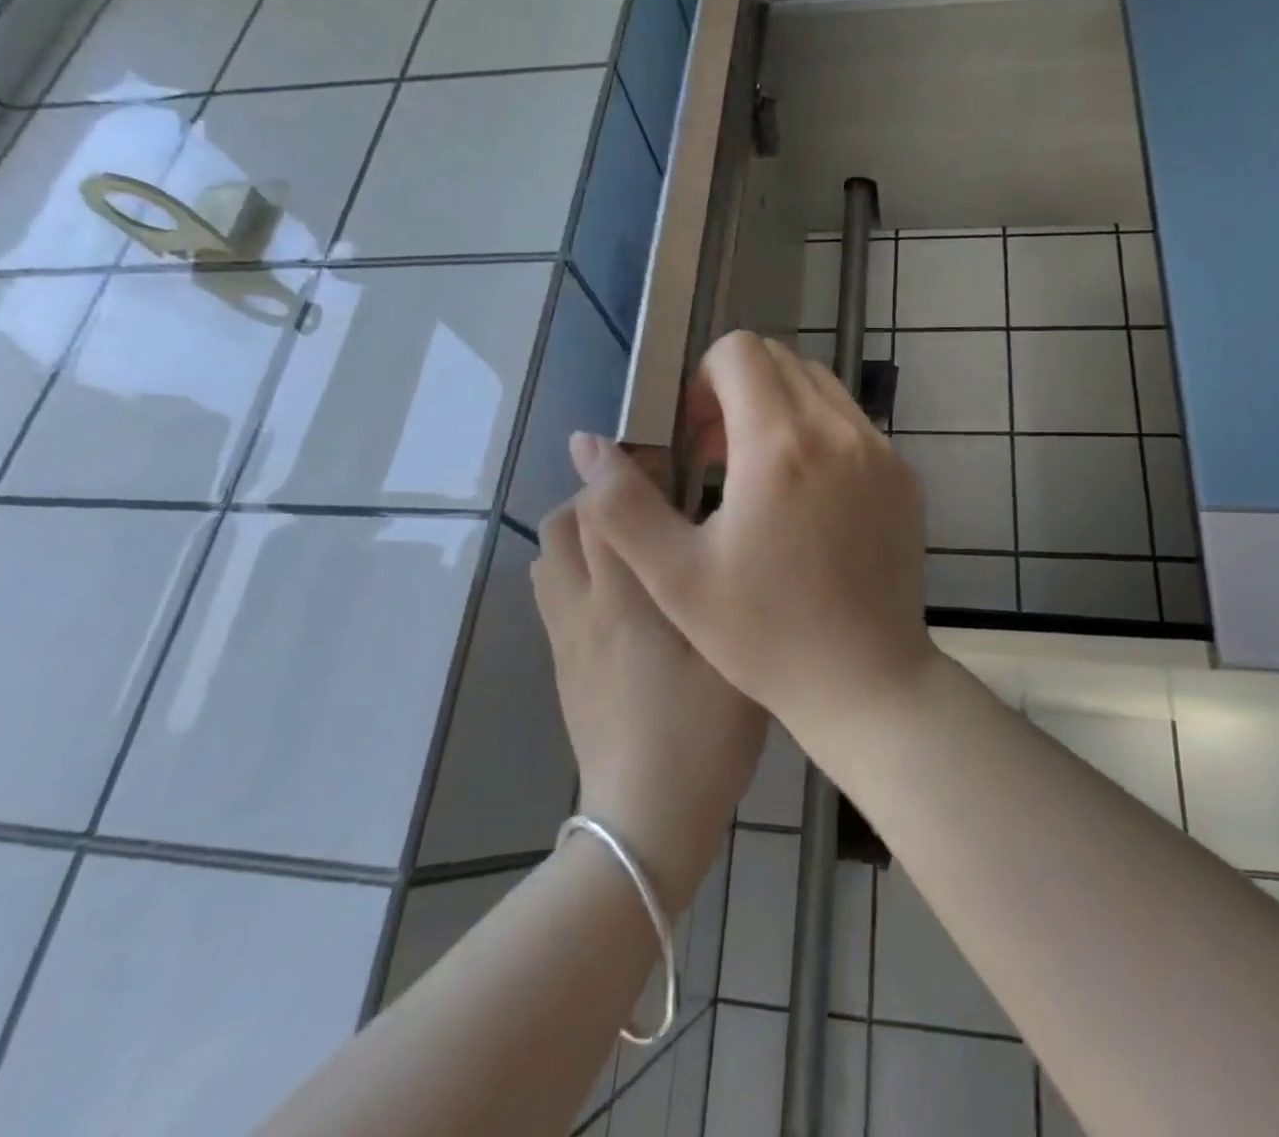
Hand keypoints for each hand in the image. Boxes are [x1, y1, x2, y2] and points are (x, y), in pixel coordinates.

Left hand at [531, 473, 765, 909]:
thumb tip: (712, 533)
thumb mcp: (731, 653)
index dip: (624, 470)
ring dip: (579, 531)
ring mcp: (564, 638)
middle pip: (562, 522)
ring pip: (547, 556)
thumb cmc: (703, 734)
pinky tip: (619, 591)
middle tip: (652, 502)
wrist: (645, 820)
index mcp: (626, 597)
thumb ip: (717, 586)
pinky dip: (573, 569)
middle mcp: (583, 606)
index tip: (661, 458)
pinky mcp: (560, 666)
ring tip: (632, 540)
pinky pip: (551, 593)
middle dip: (598, 496)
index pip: (601, 506)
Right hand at [568, 332, 937, 737]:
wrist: (867, 681)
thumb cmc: (764, 634)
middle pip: (781, 361)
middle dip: (739, 391)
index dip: (704, 380)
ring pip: (821, 387)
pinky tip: (807, 499)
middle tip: (719, 457)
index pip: (740, 351)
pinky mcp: (905, 477)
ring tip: (760, 476)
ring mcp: (881, 451)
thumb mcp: (675, 575)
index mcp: (779, 444)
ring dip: (780, 409)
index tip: (695, 438)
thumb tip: (587, 442)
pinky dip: (820, 434)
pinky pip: (853, 424)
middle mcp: (839, 430)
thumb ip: (622, 502)